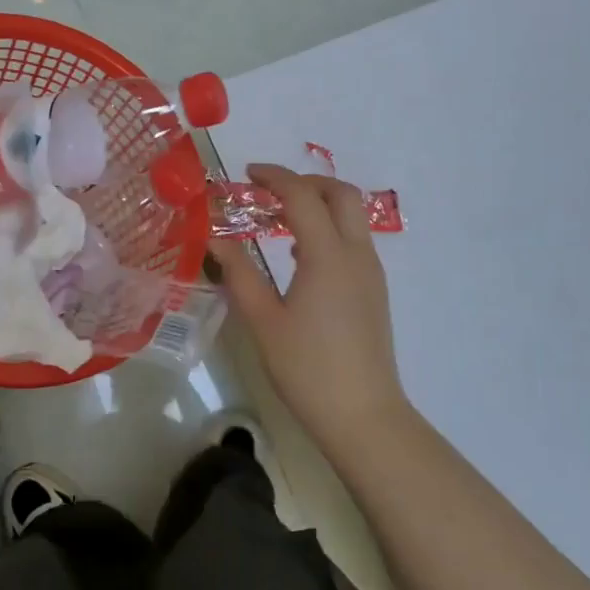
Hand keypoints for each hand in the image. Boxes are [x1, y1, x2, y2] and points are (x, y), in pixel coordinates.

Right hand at [213, 164, 409, 451]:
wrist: (363, 414)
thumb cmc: (307, 368)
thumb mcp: (263, 321)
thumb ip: (239, 273)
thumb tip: (214, 239)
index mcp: (328, 256)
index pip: (302, 196)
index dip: (274, 177)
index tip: (247, 175)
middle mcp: (356, 253)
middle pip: (340, 193)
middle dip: (305, 181)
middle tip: (269, 191)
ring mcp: (371, 271)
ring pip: (352, 215)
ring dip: (319, 203)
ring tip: (279, 218)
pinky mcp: (374, 289)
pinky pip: (354, 239)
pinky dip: (329, 227)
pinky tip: (301, 255)